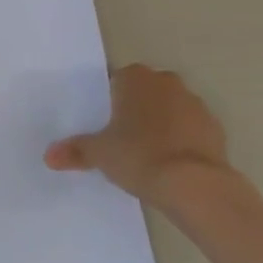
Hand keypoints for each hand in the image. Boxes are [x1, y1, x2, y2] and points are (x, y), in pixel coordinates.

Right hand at [45, 64, 243, 209]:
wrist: (194, 184)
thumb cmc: (139, 156)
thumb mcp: (100, 154)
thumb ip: (75, 151)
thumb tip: (49, 156)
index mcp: (135, 78)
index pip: (115, 81)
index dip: (108, 102)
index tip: (103, 124)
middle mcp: (166, 81)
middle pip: (144, 92)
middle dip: (135, 110)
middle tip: (121, 140)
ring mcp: (194, 102)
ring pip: (169, 109)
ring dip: (160, 124)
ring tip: (147, 155)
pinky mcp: (214, 126)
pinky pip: (190, 129)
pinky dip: (181, 141)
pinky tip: (172, 164)